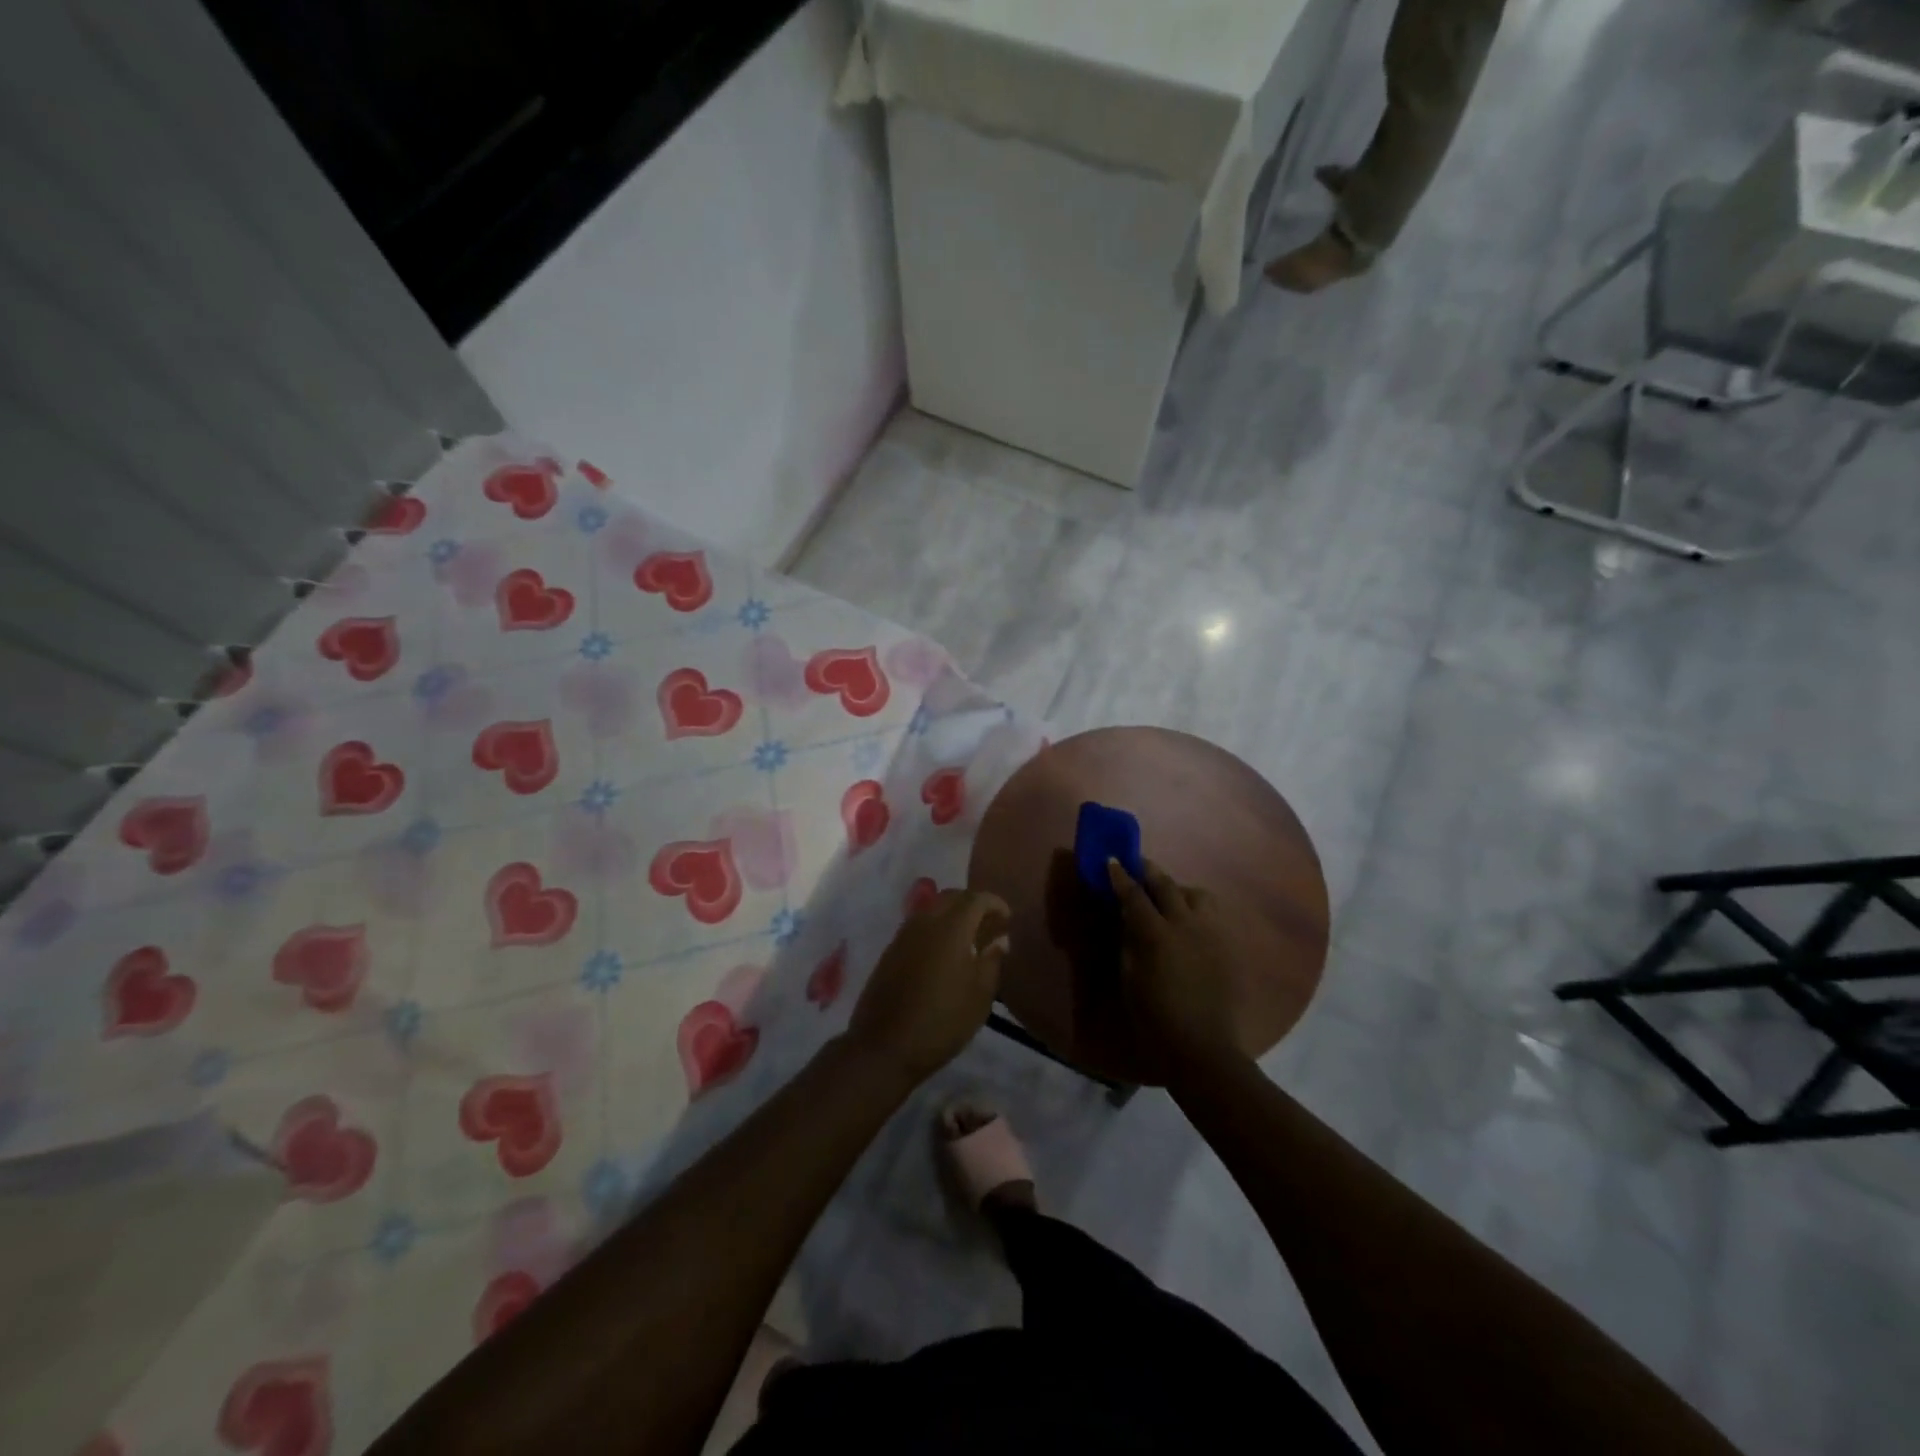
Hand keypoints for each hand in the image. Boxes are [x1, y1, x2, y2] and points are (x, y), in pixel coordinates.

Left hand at [847, 889, 1010, 1087]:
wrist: (885, 1046)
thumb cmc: (942, 1022)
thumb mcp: (980, 996)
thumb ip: (992, 961)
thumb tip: (999, 940)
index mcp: (951, 927)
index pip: (976, 898)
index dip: (995, 903)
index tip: (1008, 918)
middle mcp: (925, 922)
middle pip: (952, 897)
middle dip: (973, 905)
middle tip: (989, 926)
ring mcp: (903, 935)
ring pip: (932, 909)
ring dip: (952, 915)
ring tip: (969, 940)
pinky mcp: (890, 951)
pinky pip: (918, 926)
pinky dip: (935, 929)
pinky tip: (944, 954)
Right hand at [1107, 858, 1240, 1080]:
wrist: (1201, 1049)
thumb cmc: (1154, 1018)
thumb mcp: (1129, 977)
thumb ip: (1128, 940)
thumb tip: (1127, 917)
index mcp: (1156, 934)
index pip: (1134, 895)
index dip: (1120, 877)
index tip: (1111, 860)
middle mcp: (1186, 924)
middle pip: (1166, 885)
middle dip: (1149, 871)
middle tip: (1137, 864)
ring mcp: (1211, 933)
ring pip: (1196, 894)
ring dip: (1178, 889)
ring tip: (1169, 896)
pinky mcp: (1228, 945)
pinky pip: (1213, 914)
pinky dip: (1198, 908)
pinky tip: (1190, 920)